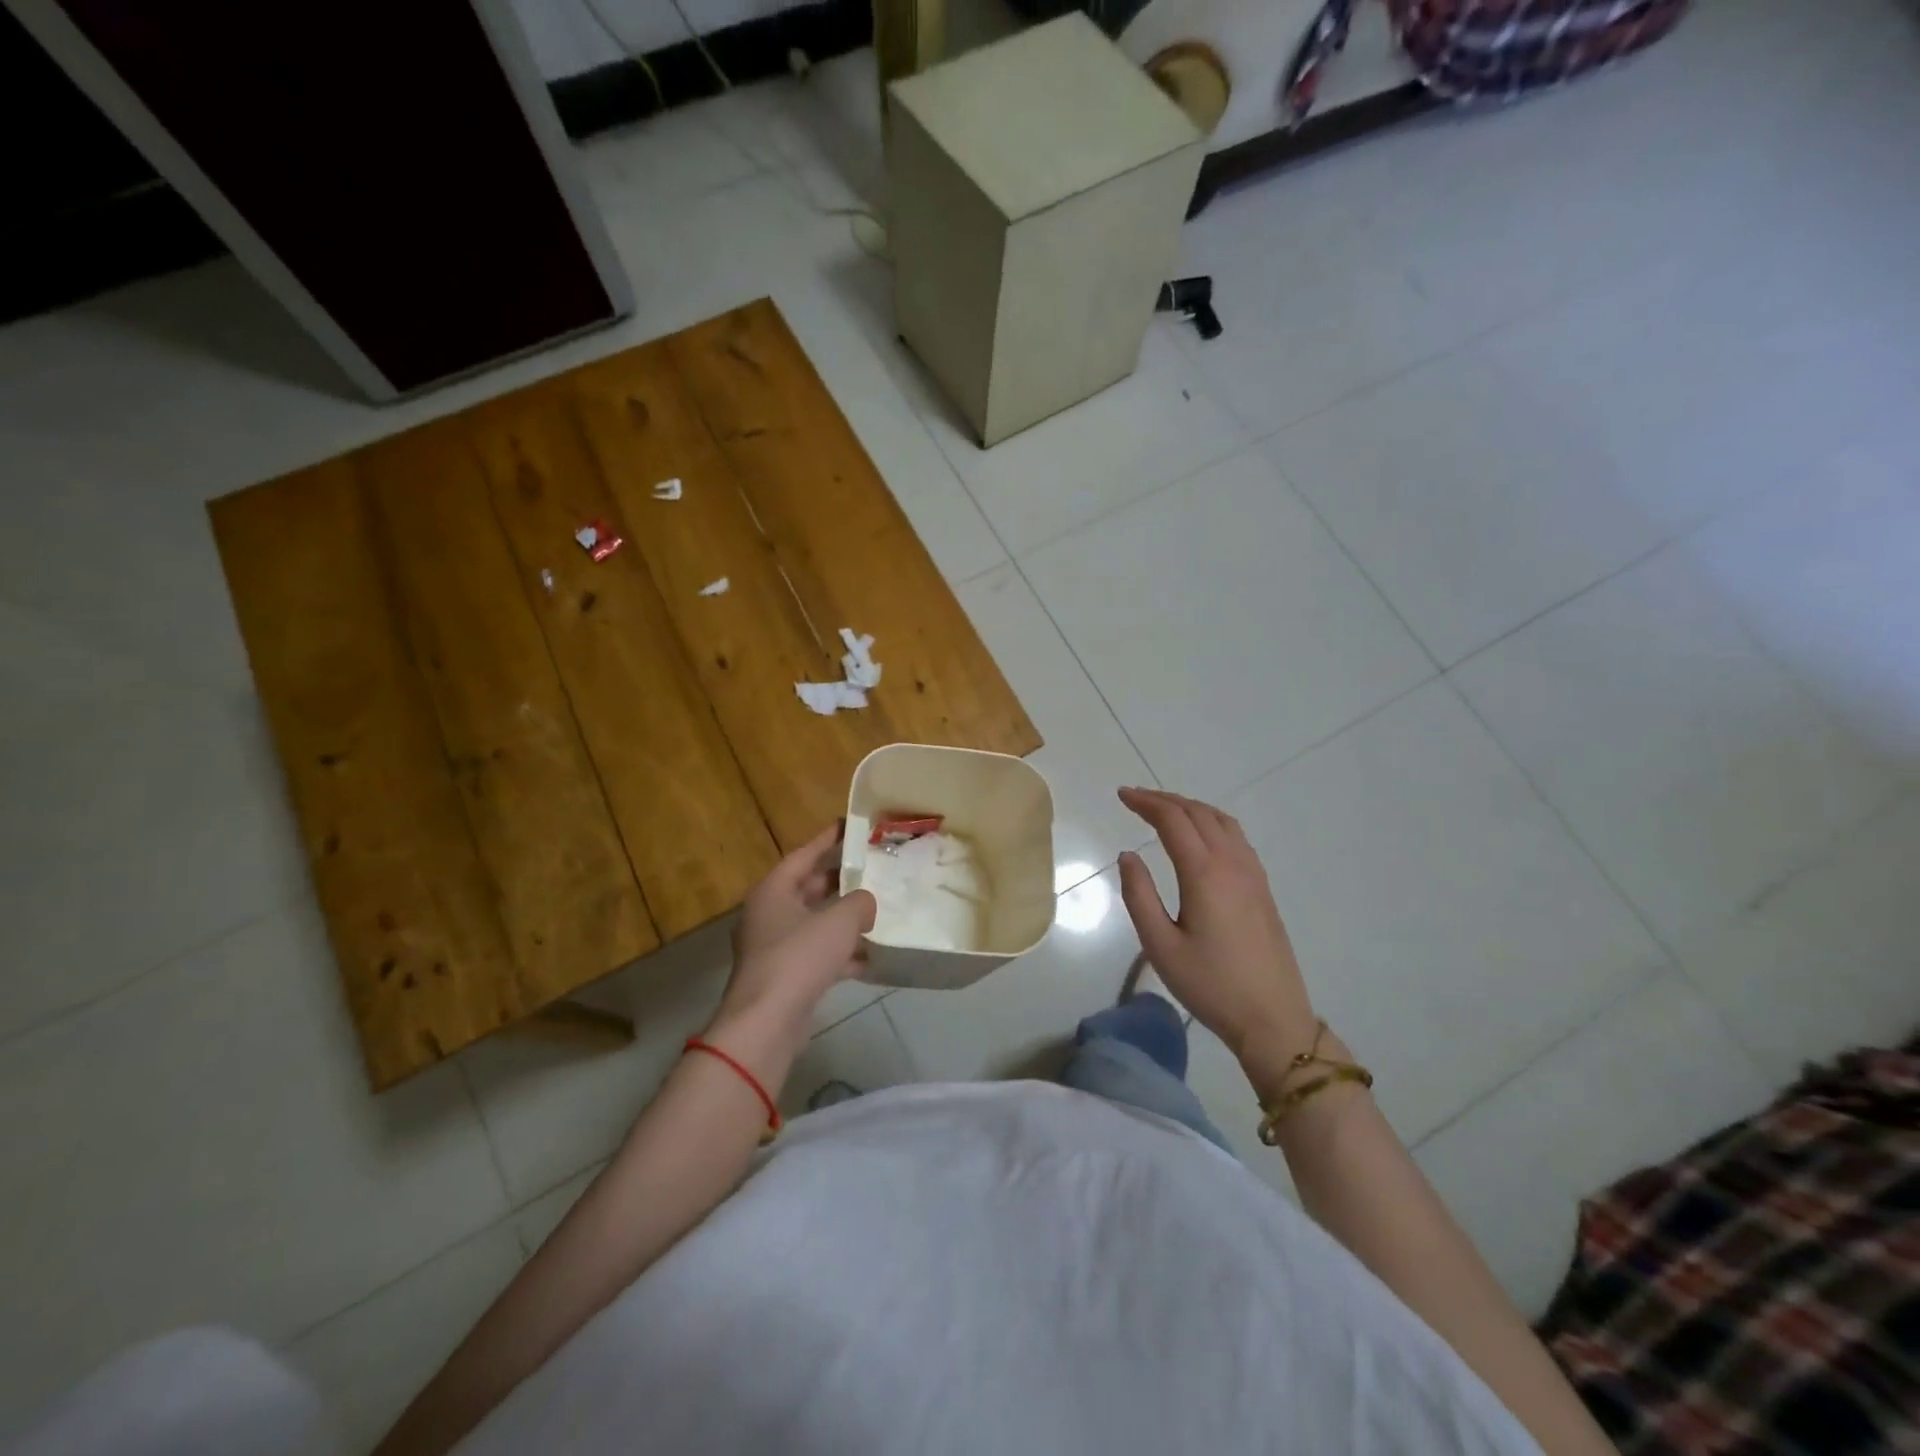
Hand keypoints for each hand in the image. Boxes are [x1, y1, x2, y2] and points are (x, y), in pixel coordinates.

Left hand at [705, 823, 876, 1085]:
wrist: (767, 1023)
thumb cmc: (799, 958)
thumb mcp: (840, 921)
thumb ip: (860, 902)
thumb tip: (866, 903)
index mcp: (773, 891)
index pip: (803, 855)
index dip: (827, 839)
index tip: (849, 826)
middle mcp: (769, 915)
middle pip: (808, 888)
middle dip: (840, 881)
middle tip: (871, 869)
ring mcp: (774, 949)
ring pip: (814, 924)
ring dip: (843, 919)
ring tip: (878, 910)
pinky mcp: (785, 978)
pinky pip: (817, 956)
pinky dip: (841, 954)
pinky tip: (870, 957)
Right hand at [1116, 788, 1318, 1073]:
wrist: (1272, 1018)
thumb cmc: (1210, 985)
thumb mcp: (1160, 945)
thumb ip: (1139, 895)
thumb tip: (1128, 855)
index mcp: (1204, 873)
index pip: (1173, 820)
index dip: (1145, 803)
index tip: (1121, 796)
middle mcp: (1232, 863)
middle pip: (1198, 813)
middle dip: (1164, 799)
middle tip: (1135, 799)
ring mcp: (1253, 874)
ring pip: (1221, 821)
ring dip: (1190, 807)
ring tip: (1164, 810)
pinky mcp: (1263, 888)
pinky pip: (1236, 837)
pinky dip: (1211, 821)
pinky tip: (1201, 835)